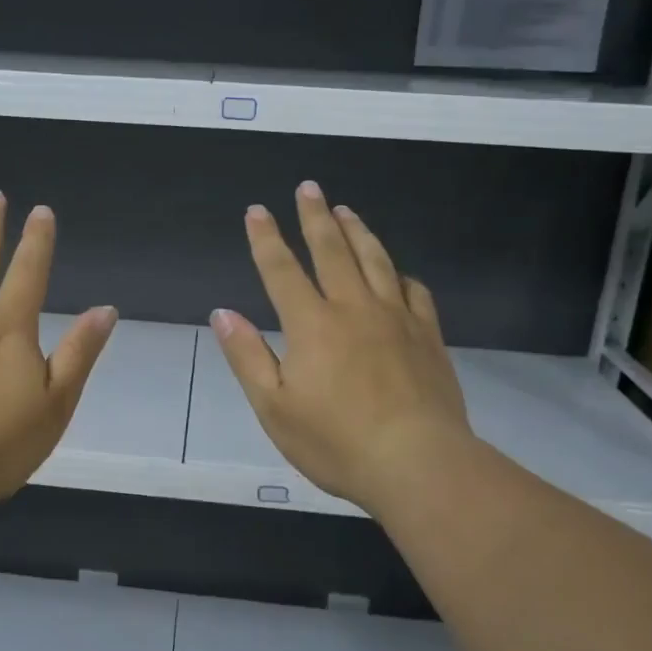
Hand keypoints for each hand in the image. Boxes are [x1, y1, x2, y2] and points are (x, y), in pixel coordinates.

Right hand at [210, 182, 477, 521]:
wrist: (418, 463)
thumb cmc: (336, 442)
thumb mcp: (274, 407)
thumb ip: (248, 356)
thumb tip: (223, 313)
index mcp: (312, 324)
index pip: (282, 269)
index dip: (266, 238)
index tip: (257, 210)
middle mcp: (354, 308)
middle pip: (331, 250)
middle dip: (315, 216)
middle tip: (309, 187)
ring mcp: (396, 318)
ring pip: (375, 260)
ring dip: (358, 231)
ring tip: (346, 210)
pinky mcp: (428, 335)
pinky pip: (415, 292)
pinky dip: (401, 275)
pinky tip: (398, 272)